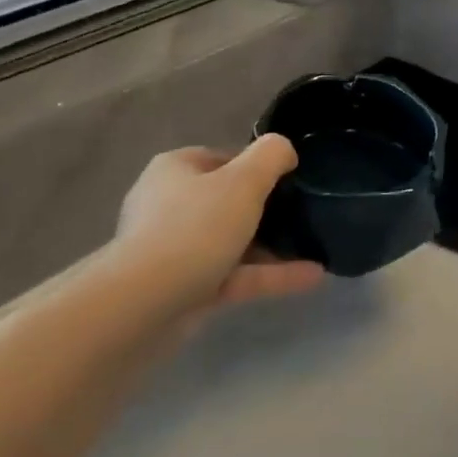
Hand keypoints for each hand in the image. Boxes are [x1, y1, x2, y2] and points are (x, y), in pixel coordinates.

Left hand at [113, 136, 323, 324]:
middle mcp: (168, 206)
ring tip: (314, 248)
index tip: (288, 180)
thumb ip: (272, 156)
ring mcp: (172, 251)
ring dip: (272, 247)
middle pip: (226, 202)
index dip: (256, 167)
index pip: (222, 159)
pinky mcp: (182, 289)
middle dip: (265, 210)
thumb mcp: (245, 180)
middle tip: (301, 214)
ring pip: (231, 242)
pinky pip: (232, 276)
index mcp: (175, 170)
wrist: (143, 304)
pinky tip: (311, 276)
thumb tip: (285, 152)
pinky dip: (268, 275)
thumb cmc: (195, 227)